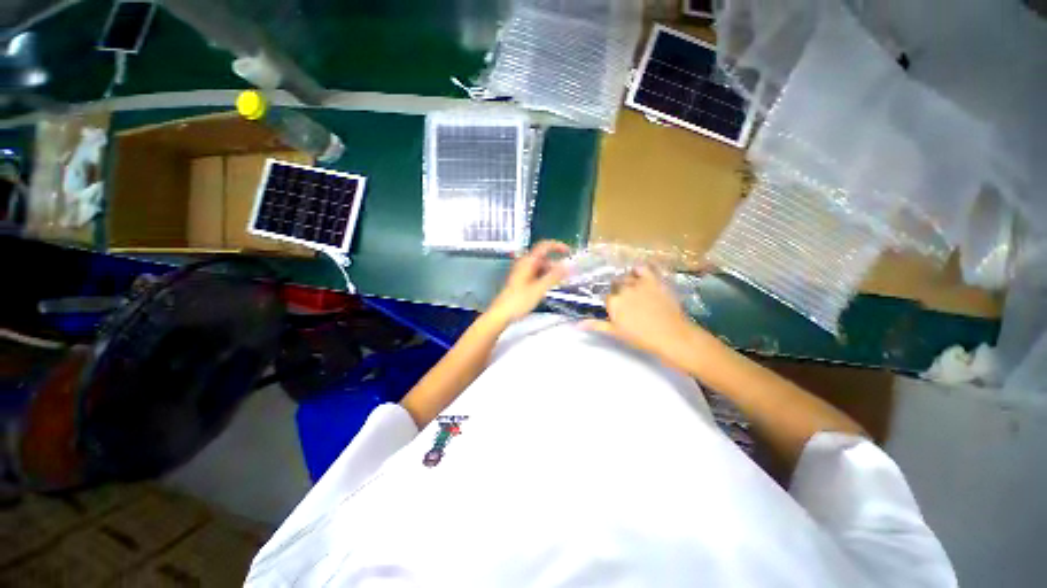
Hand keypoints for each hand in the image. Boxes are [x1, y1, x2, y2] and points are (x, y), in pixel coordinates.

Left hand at [487, 240, 569, 323]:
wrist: (501, 313)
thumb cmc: (516, 302)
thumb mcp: (539, 289)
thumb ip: (554, 276)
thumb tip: (567, 266)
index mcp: (527, 262)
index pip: (544, 246)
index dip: (557, 246)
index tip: (568, 251)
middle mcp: (524, 265)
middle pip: (544, 259)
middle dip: (556, 265)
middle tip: (565, 274)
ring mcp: (522, 273)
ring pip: (541, 268)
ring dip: (551, 273)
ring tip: (558, 283)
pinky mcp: (522, 281)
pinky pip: (537, 275)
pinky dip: (545, 278)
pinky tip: (548, 287)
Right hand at [583, 266, 696, 361]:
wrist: (671, 335)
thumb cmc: (641, 337)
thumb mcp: (616, 332)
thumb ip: (596, 325)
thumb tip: (576, 325)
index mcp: (613, 302)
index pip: (606, 297)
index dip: (611, 303)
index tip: (616, 309)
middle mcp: (623, 289)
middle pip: (615, 285)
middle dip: (618, 291)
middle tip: (627, 302)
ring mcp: (638, 283)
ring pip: (627, 277)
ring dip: (627, 281)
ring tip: (633, 290)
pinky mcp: (654, 281)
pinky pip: (643, 269)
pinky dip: (639, 270)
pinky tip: (639, 275)